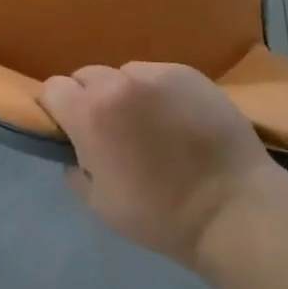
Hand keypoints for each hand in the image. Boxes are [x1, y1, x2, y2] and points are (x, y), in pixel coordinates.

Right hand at [38, 62, 278, 268]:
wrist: (233, 209)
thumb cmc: (160, 215)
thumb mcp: (100, 204)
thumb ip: (76, 167)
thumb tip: (75, 149)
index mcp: (90, 114)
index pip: (54, 88)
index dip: (59, 109)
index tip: (71, 129)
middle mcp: (118, 83)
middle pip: (86, 76)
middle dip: (90, 98)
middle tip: (111, 129)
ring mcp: (156, 74)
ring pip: (123, 73)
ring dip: (125, 92)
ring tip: (149, 122)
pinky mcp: (188, 73)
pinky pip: (158, 74)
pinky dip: (157, 91)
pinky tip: (177, 118)